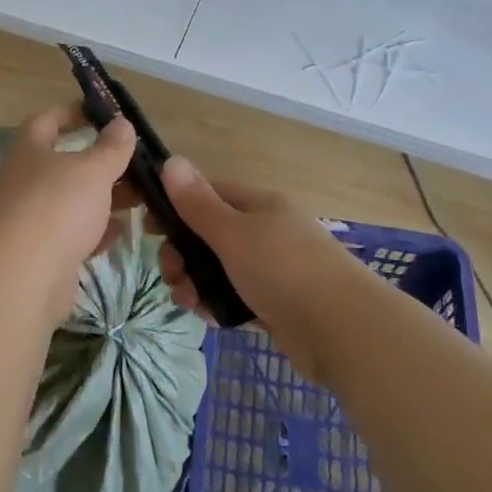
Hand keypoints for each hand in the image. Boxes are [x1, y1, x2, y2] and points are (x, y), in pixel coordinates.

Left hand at [0, 105, 136, 309]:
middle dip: (101, 163)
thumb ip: (112, 147)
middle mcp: (27, 180)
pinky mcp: (43, 252)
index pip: (49, 120)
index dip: (74, 112)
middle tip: (136, 164)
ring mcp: (33, 218)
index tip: (104, 114)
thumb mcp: (93, 169)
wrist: (25, 276)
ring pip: (74, 200)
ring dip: (104, 198)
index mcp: (31, 150)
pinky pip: (74, 234)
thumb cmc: (58, 206)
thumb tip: (122, 124)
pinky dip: (97, 231)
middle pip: (66, 163)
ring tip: (140, 198)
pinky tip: (121, 231)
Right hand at [157, 156, 371, 378]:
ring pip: (220, 268)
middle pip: (210, 234)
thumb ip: (198, 203)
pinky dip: (218, 304)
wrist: (343, 331)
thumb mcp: (233, 233)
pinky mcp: (276, 304)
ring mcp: (273, 269)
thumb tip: (171, 160)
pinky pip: (236, 296)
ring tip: (188, 302)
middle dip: (183, 253)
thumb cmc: (284, 270)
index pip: (209, 193)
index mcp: (259, 205)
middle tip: (171, 274)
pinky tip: (210, 319)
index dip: (176, 205)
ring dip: (196, 282)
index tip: (148, 226)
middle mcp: (266, 231)